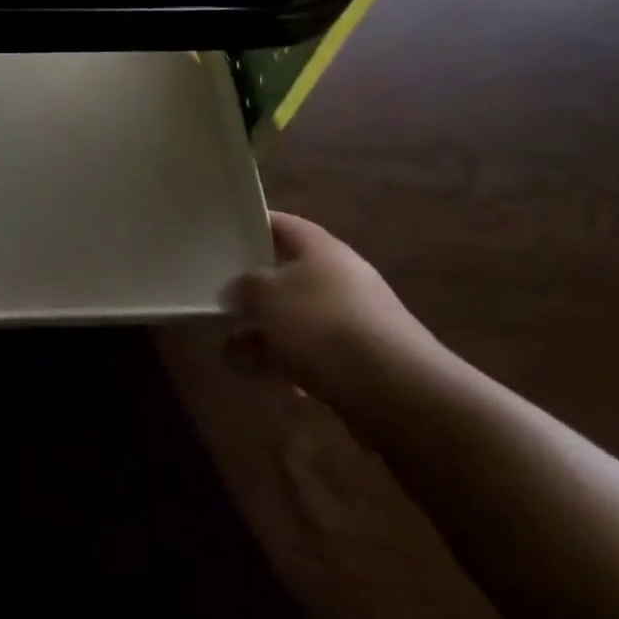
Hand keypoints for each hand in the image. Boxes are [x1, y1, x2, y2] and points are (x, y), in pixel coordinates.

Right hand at [222, 211, 443, 408]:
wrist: (398, 394)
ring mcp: (355, 322)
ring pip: (299, 321)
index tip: (224, 236)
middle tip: (220, 301)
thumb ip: (245, 287)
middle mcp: (341, 278)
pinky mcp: (363, 365)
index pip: (282, 225)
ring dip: (266, 336)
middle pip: (289, 275)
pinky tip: (269, 382)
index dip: (253, 226)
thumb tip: (234, 288)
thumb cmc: (324, 325)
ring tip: (230, 354)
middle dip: (255, 293)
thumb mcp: (268, 296)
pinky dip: (291, 365)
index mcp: (321, 248)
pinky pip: (316, 356)